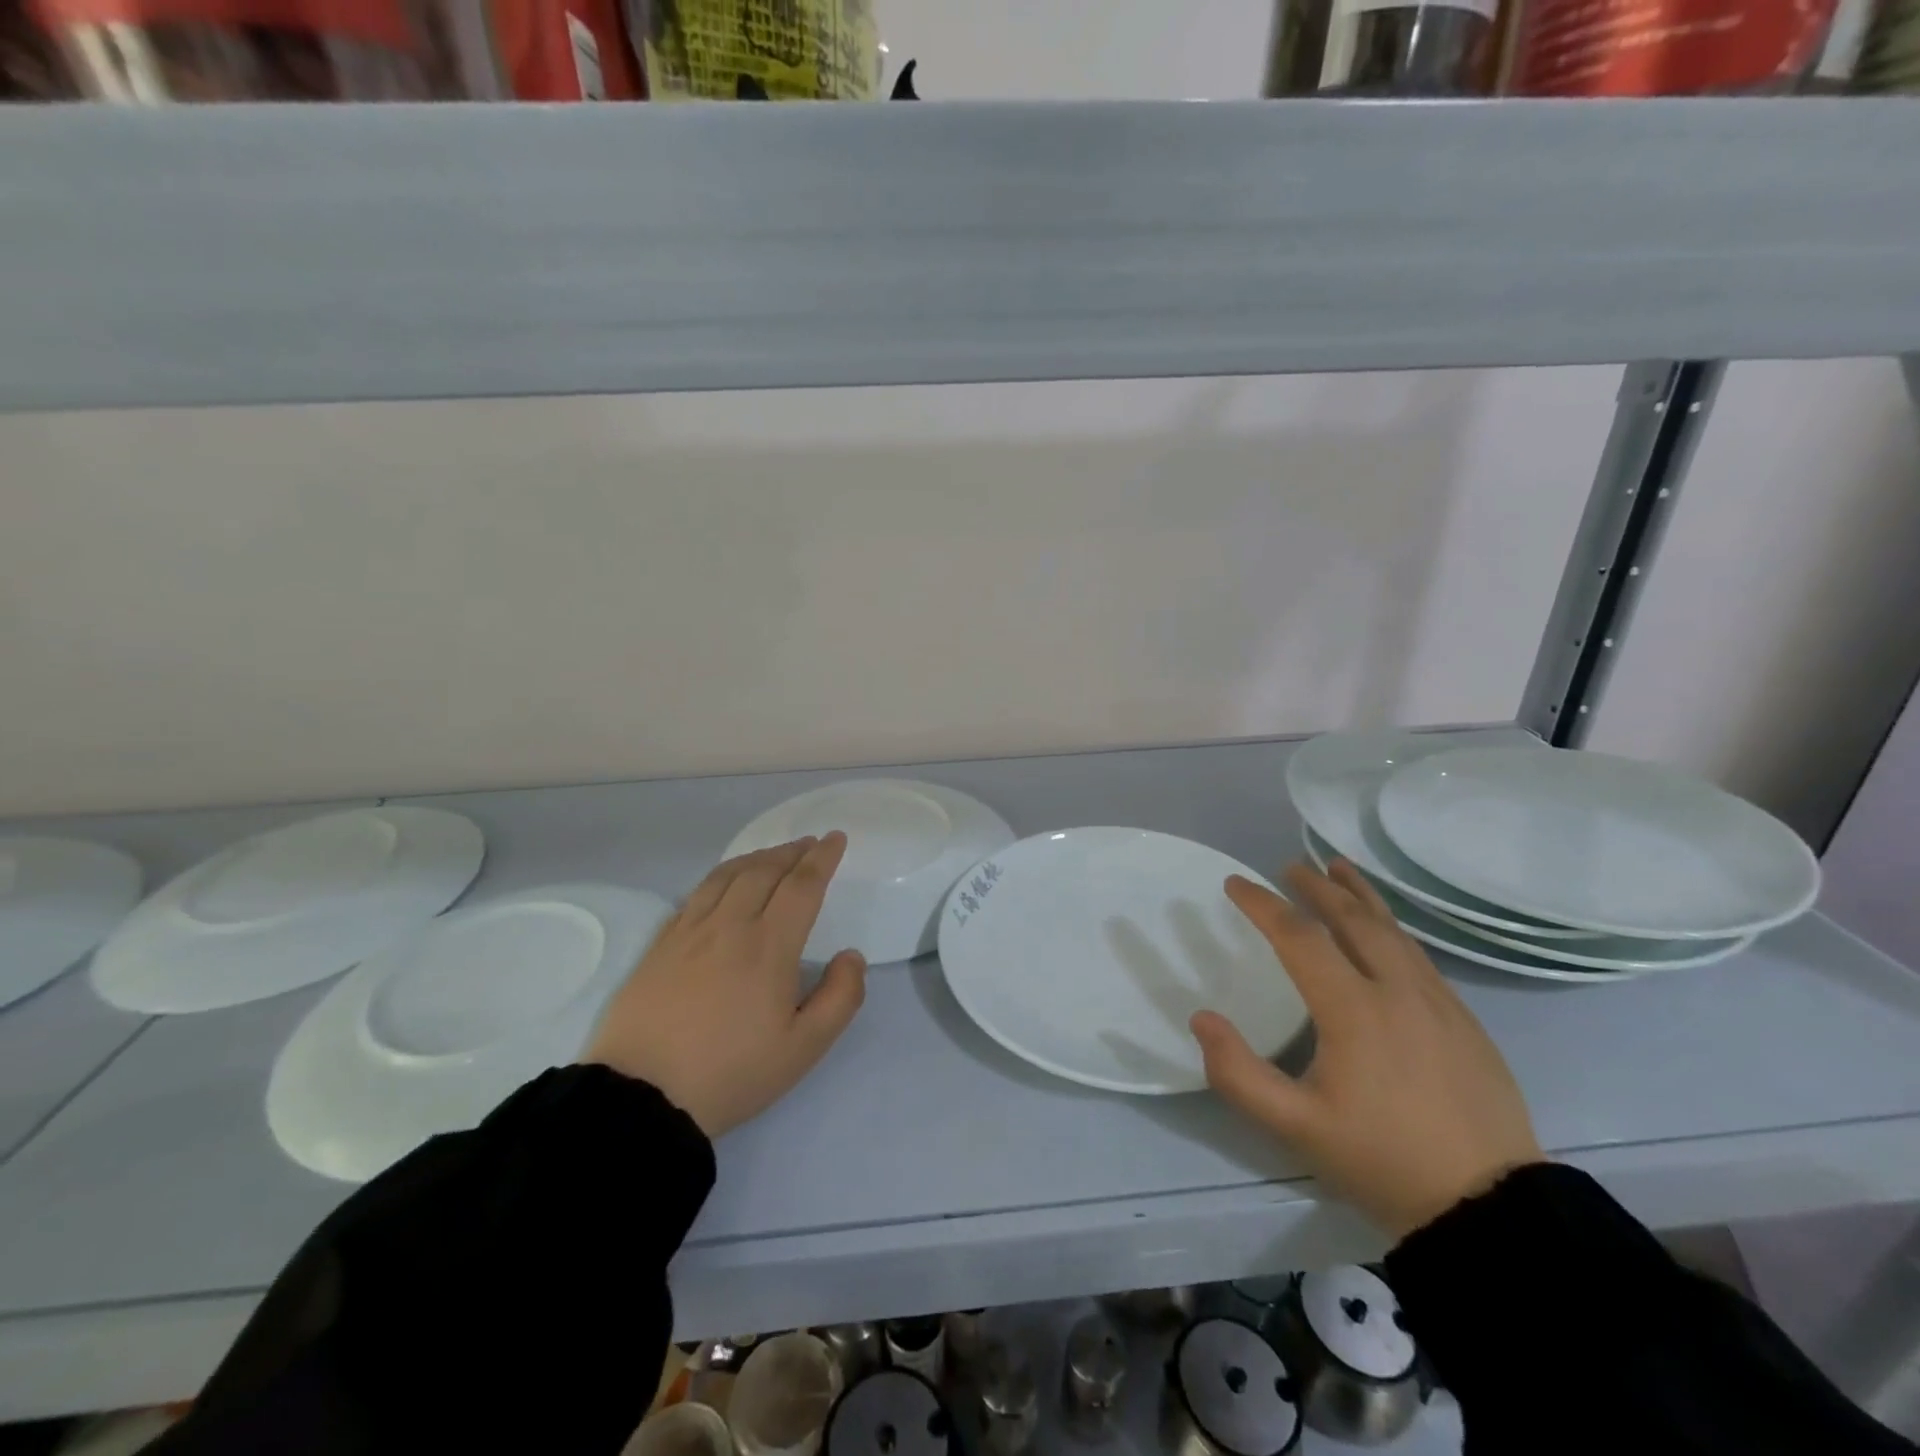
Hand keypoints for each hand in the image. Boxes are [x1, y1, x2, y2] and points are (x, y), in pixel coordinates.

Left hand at [582, 834, 866, 1138]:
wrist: (641, 1098)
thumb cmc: (731, 1073)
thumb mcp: (803, 1048)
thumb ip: (840, 998)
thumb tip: (852, 955)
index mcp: (769, 946)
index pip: (802, 886)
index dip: (822, 859)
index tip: (835, 839)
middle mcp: (730, 925)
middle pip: (764, 871)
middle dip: (792, 852)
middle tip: (810, 844)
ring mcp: (689, 931)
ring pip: (728, 875)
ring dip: (757, 857)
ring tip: (773, 855)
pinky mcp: (660, 944)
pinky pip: (696, 893)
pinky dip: (722, 875)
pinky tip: (725, 883)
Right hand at [1190, 859, 1542, 1239]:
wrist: (1493, 1209)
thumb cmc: (1383, 1161)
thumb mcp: (1296, 1128)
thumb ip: (1238, 1073)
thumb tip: (1202, 1018)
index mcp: (1354, 1010)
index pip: (1299, 938)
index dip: (1263, 905)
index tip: (1235, 884)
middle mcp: (1397, 991)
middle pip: (1353, 919)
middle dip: (1316, 887)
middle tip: (1288, 868)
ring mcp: (1438, 1002)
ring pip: (1393, 930)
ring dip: (1359, 896)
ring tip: (1338, 870)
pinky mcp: (1464, 1020)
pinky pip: (1418, 955)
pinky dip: (1391, 927)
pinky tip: (1384, 931)